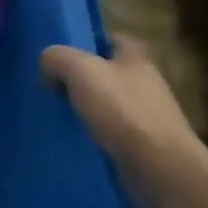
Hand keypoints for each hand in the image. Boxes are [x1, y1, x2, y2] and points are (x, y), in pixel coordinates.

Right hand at [41, 36, 207, 190]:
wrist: (160, 169)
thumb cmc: (122, 110)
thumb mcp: (79, 69)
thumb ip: (57, 58)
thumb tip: (48, 67)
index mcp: (136, 59)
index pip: (113, 38)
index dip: (89, 40)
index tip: (63, 49)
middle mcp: (146, 84)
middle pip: (108, 72)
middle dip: (82, 77)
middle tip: (50, 82)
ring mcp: (147, 118)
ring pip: (108, 104)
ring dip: (85, 108)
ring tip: (54, 113)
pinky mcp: (143, 148)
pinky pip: (110, 133)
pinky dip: (92, 134)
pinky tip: (71, 138)